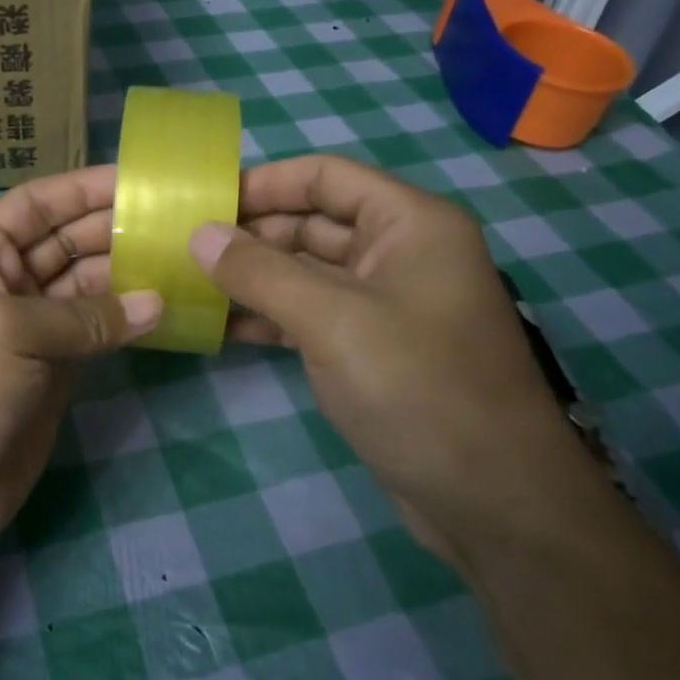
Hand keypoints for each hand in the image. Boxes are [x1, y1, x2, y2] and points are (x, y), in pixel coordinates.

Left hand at [0, 165, 160, 570]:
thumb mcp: (4, 332)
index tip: (141, 179)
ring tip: (185, 259)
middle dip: (116, 228)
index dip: (83, 188)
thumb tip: (157, 303)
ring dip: (130, 274)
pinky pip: (96, 334)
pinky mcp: (53, 374)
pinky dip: (127, 323)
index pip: (35, 204)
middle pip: (67, 242)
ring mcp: (30, 331)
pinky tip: (166, 310)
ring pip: (87, 288)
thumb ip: (83, 315)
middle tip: (180, 219)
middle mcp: (2, 284)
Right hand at [189, 154, 596, 564]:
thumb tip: (199, 234)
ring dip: (255, 276)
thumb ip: (260, 272)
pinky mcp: (371, 349)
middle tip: (186, 247)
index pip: (326, 177)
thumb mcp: (332, 320)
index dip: (265, 183)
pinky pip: (312, 315)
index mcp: (409, 223)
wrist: (493, 502)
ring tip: (192, 282)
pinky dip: (271, 316)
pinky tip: (223, 326)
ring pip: (307, 271)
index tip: (204, 202)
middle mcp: (400, 253)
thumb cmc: (418, 388)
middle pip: (313, 221)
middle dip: (252, 233)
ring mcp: (385, 303)